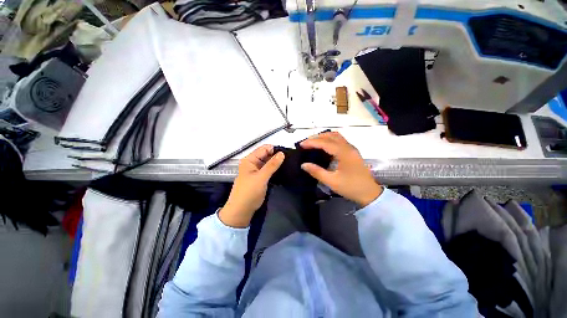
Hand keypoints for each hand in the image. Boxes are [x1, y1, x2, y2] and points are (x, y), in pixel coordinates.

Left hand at [219, 145, 284, 227]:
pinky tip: (283, 170)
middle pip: (266, 155)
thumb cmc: (249, 192)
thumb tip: (282, 153)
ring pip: (268, 163)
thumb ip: (272, 165)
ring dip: (276, 163)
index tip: (287, 153)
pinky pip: (268, 170)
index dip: (274, 149)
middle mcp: (253, 163)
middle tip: (290, 159)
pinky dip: (275, 169)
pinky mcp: (260, 178)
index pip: (263, 149)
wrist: (242, 211)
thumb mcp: (261, 177)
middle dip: (276, 156)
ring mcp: (256, 171)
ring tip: (289, 164)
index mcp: (249, 160)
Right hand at [300, 132, 381, 206]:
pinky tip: (323, 147)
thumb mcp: (332, 182)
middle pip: (331, 136)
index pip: (325, 143)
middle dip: (317, 137)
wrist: (370, 194)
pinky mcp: (352, 152)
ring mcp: (352, 149)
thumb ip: (317, 172)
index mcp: (344, 153)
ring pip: (336, 137)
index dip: (312, 142)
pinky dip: (329, 140)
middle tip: (306, 143)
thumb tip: (304, 165)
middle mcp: (349, 147)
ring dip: (324, 137)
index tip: (301, 145)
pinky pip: (339, 141)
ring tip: (313, 143)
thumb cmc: (351, 188)